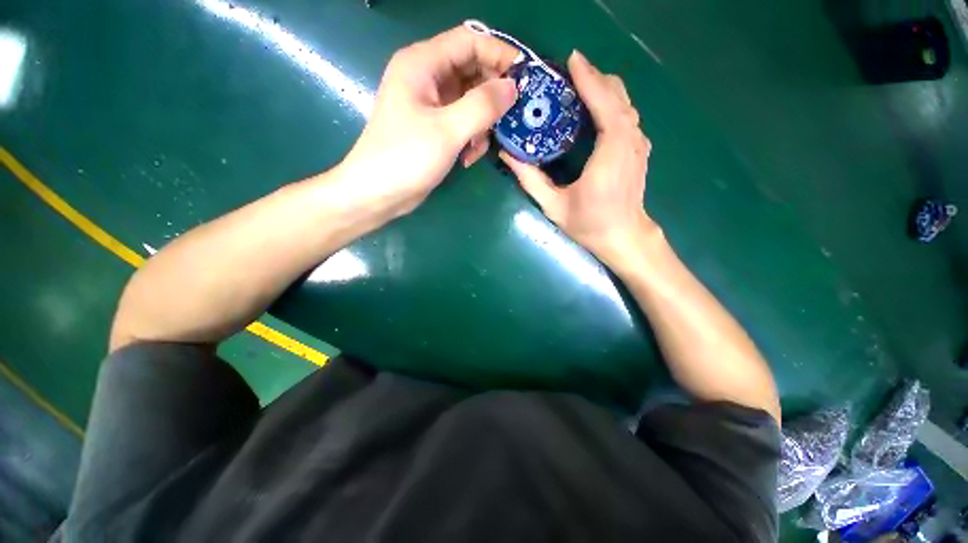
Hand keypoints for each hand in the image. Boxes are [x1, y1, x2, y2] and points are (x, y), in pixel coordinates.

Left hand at [335, 26, 519, 218]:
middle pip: (472, 71)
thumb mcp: (447, 130)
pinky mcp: (434, 128)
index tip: (526, 77)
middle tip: (511, 117)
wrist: (379, 193)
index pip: (469, 42)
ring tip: (478, 147)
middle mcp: (427, 79)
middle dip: (492, 95)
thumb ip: (482, 106)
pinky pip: (463, 122)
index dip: (499, 54)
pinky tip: (467, 158)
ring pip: (470, 101)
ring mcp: (430, 105)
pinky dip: (471, 138)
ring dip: (482, 124)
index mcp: (422, 64)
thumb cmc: (406, 157)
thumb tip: (512, 87)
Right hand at [500, 51, 656, 266]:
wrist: (624, 237)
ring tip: (579, 85)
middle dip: (594, 78)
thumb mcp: (554, 205)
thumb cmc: (589, 224)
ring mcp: (638, 144)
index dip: (588, 79)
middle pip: (617, 96)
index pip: (604, 104)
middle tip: (567, 73)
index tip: (571, 60)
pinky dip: (612, 103)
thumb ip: (530, 179)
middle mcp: (629, 142)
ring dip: (603, 89)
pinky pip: (627, 116)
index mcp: (609, 153)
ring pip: (625, 103)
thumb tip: (507, 153)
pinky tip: (596, 107)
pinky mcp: (639, 150)